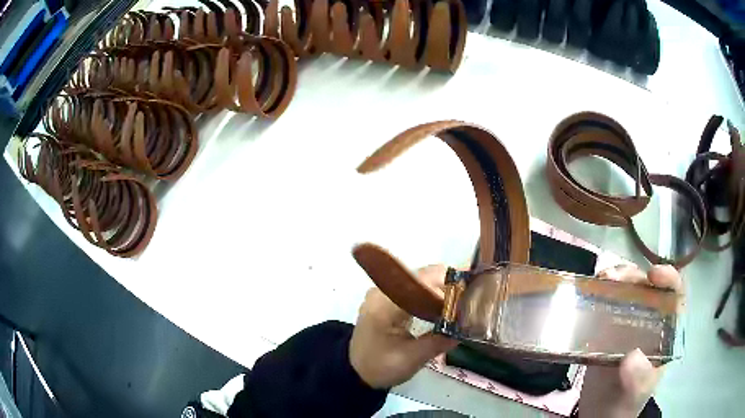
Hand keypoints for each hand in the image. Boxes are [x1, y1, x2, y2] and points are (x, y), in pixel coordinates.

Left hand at [350, 264, 458, 388]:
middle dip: (447, 287)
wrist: (356, 371)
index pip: (421, 280)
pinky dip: (430, 294)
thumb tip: (467, 327)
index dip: (448, 285)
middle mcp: (382, 290)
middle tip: (468, 303)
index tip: (469, 297)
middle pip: (422, 276)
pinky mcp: (386, 298)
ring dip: (440, 289)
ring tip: (460, 305)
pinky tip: (442, 307)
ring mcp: (383, 292)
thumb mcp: (411, 359)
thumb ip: (439, 341)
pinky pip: (413, 288)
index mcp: (384, 303)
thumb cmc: (380, 366)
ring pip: (419, 280)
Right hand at [579, 264, 683, 417]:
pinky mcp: (605, 332)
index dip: (668, 277)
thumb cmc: (624, 405)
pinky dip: (598, 295)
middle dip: (633, 276)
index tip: (652, 274)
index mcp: (664, 333)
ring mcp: (626, 327)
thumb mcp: (635, 395)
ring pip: (625, 293)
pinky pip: (604, 307)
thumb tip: (632, 355)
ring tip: (599, 280)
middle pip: (646, 288)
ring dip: (614, 281)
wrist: (597, 416)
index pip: (674, 295)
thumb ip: (639, 379)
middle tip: (612, 277)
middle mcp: (648, 323)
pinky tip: (588, 293)